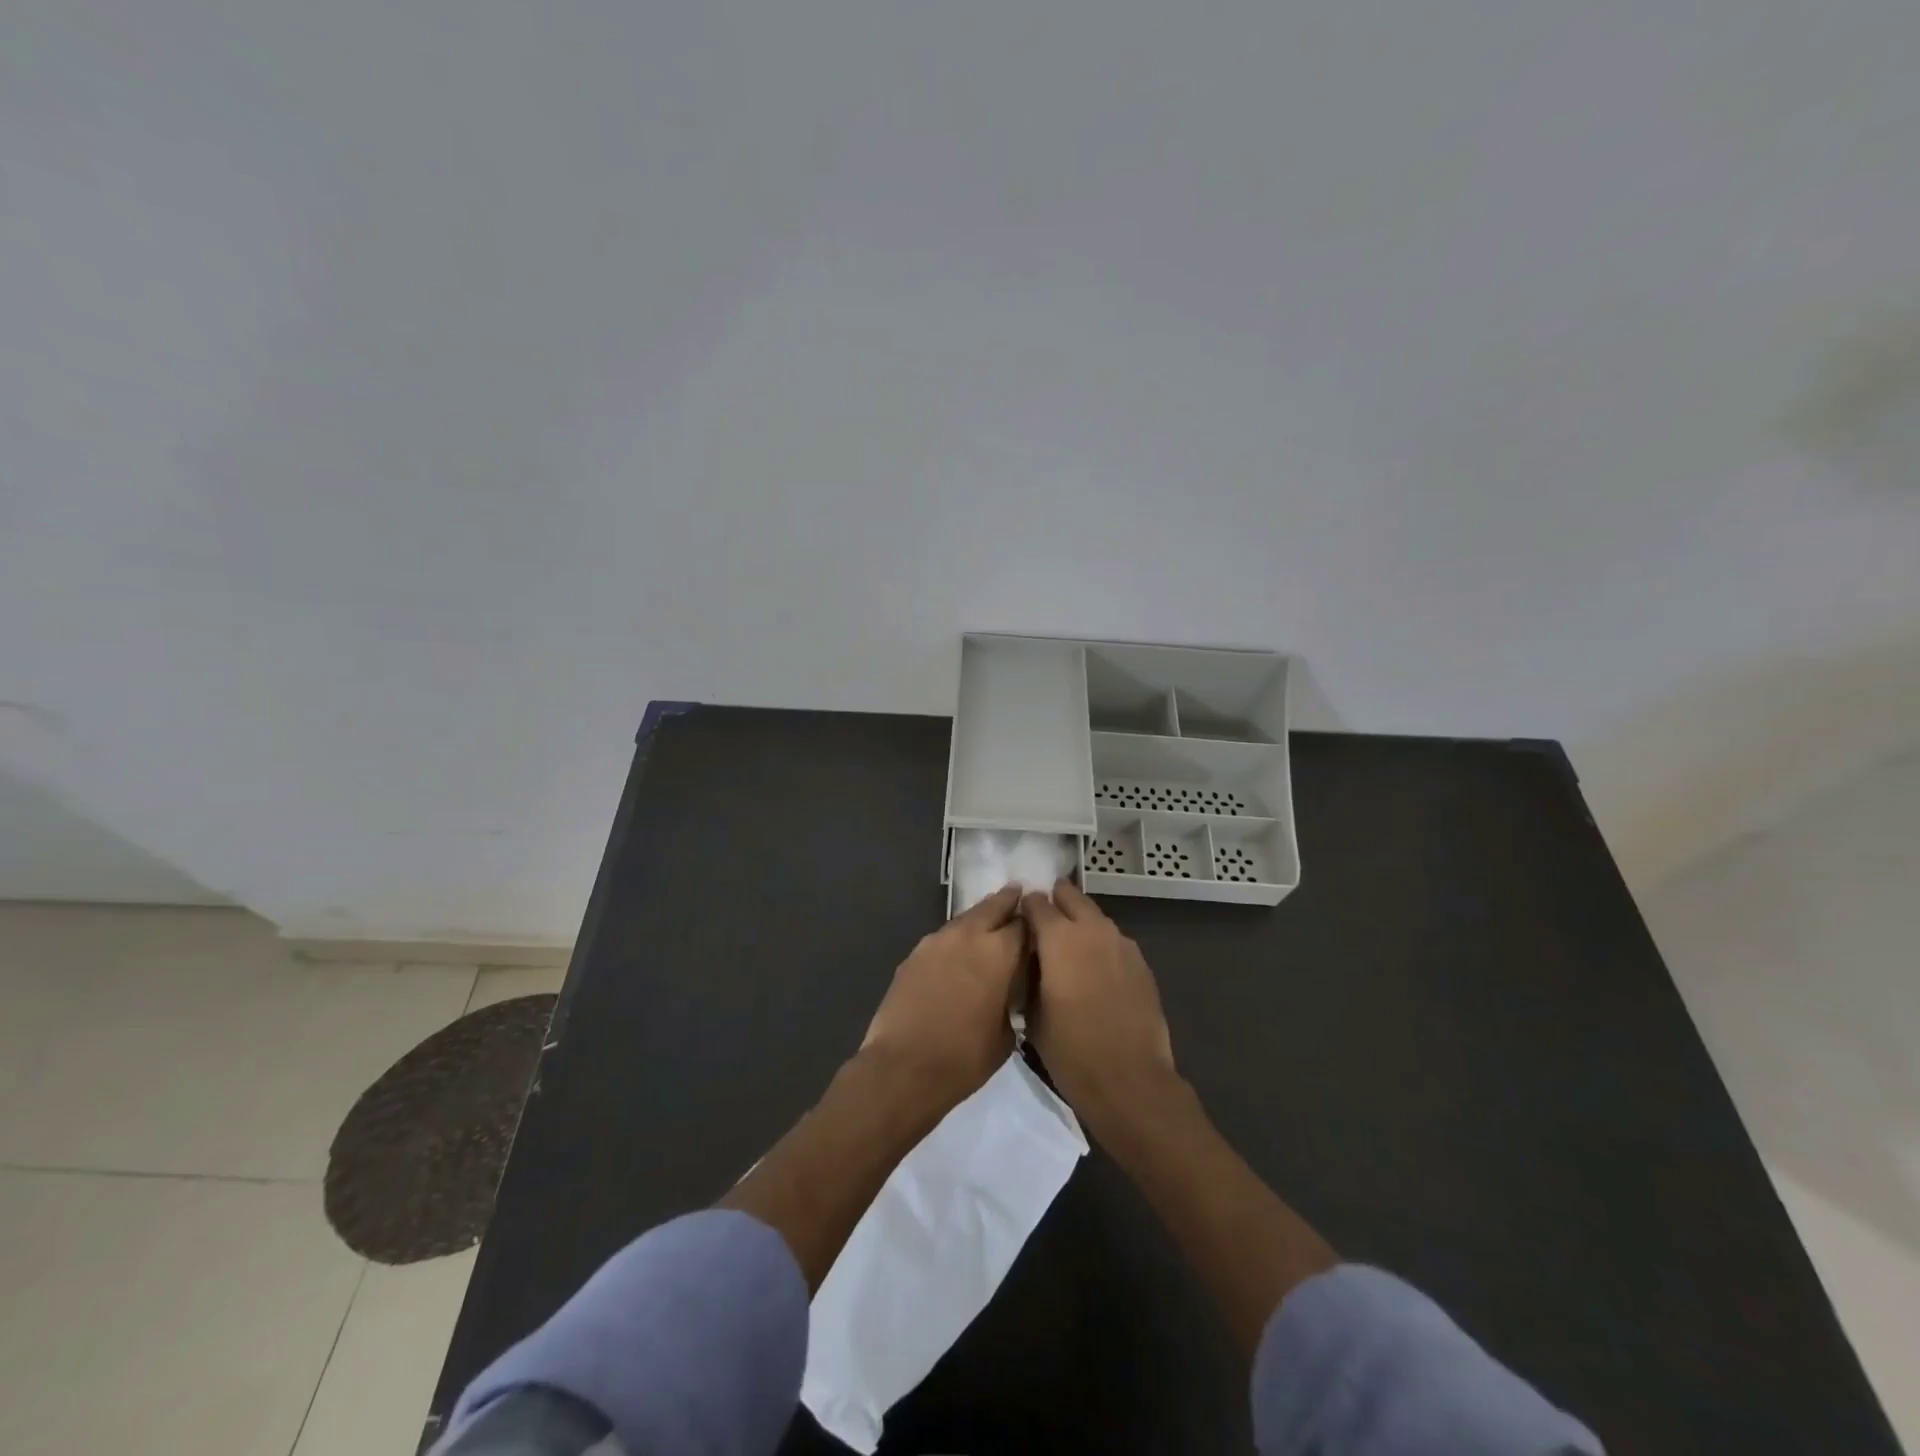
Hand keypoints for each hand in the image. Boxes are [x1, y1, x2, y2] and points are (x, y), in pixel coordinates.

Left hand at [861, 884, 1026, 1112]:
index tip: (1039, 925)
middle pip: (993, 906)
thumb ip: (1012, 1000)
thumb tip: (1010, 990)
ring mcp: (936, 941)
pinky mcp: (914, 954)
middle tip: (1017, 895)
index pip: (1024, 924)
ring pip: (965, 919)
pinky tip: (957, 953)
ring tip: (988, 925)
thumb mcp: (1006, 1035)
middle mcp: (968, 935)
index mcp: (999, 952)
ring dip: (979, 919)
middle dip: (1007, 902)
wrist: (904, 1068)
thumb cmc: (965, 1058)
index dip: (1033, 924)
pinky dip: (955, 939)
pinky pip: (942, 938)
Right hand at [1021, 880, 1175, 1118]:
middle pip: (1070, 896)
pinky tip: (1094, 971)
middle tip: (1043, 925)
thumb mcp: (1032, 1014)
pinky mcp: (1141, 962)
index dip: (1025, 908)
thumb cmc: (1071, 1051)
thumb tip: (1030, 958)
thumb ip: (1029, 974)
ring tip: (1068, 950)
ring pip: (1095, 916)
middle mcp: (1092, 929)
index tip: (1018, 921)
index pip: (1036, 902)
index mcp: (1059, 938)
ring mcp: (1122, 943)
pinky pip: (1113, 940)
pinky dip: (1100, 945)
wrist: (1130, 1081)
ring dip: (1079, 924)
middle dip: (1055, 903)